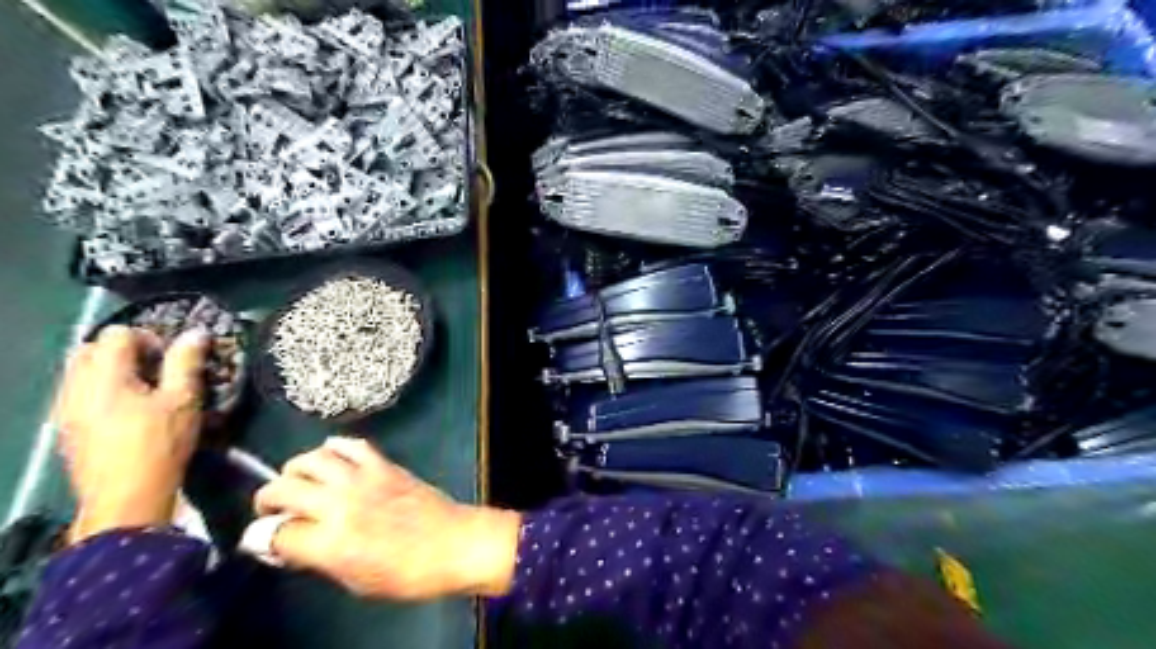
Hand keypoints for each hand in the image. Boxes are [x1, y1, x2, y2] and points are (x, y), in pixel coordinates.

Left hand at [53, 323, 210, 541]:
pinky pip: (76, 392)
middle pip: (90, 348)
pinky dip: (99, 389)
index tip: (172, 359)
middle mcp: (76, 387)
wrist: (126, 497)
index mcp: (105, 376)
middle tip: (157, 370)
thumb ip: (186, 363)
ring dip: (110, 369)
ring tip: (143, 390)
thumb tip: (195, 334)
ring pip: (79, 370)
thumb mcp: (184, 400)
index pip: (118, 334)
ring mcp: (65, 408)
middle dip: (124, 351)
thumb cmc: (160, 445)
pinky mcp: (64, 428)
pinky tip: (126, 411)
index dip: (150, 338)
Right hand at [255, 440, 518, 600]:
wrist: (454, 543)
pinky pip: (351, 445)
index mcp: (331, 542)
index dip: (261, 539)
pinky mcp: (384, 464)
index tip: (263, 541)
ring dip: (295, 469)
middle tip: (272, 509)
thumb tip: (288, 544)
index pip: (274, 534)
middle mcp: (340, 504)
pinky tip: (330, 457)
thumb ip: (317, 558)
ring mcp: (363, 478)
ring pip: (311, 459)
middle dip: (267, 500)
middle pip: (283, 488)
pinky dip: (334, 448)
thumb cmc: (407, 573)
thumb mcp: (355, 581)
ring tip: (296, 480)